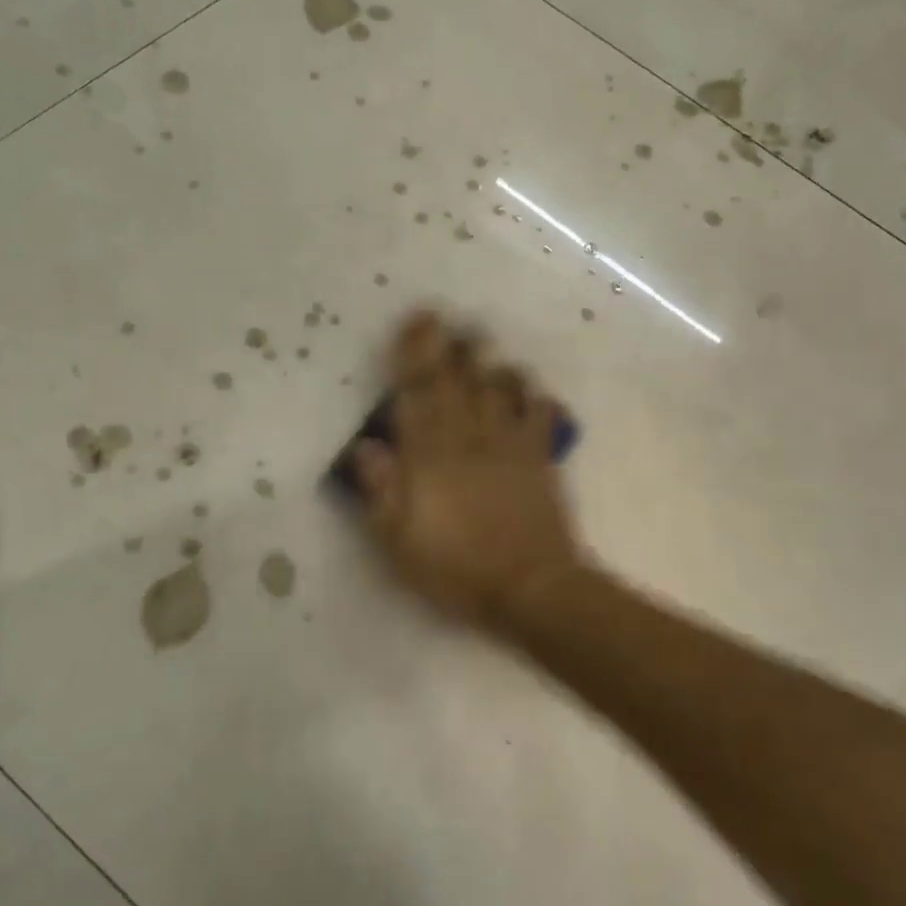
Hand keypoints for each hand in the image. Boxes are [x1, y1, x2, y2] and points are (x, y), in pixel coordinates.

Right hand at [353, 311, 583, 631]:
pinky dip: (535, 396)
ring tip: (483, 345)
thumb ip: (380, 489)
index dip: (413, 354)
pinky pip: (540, 414)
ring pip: (500, 388)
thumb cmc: (456, 568)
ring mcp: (509, 444)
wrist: (530, 587)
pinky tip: (531, 389)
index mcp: (430, 455)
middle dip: (450, 346)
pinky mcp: (540, 458)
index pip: (416, 392)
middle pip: (458, 380)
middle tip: (447, 318)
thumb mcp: (399, 540)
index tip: (414, 324)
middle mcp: (469, 437)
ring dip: (490, 364)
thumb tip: (365, 444)